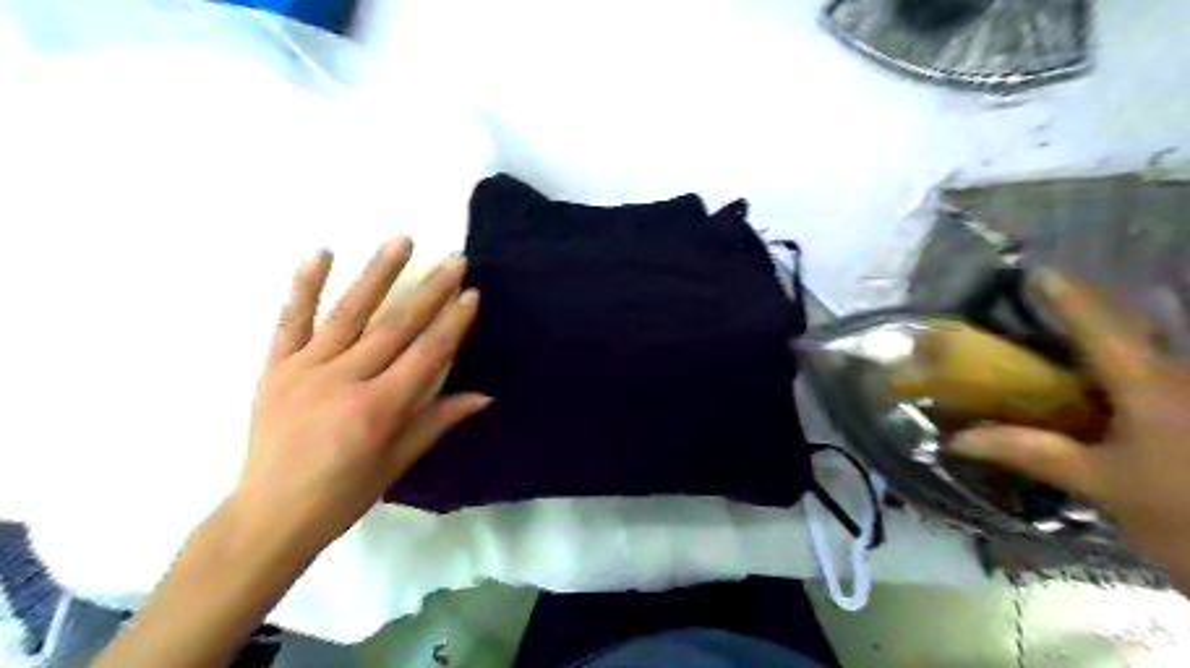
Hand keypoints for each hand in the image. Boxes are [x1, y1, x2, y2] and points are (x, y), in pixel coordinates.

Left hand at [237, 237, 487, 550]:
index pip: (426, 355)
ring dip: (378, 274)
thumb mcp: (399, 462)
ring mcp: (304, 370)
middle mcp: (343, 381)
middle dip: (430, 291)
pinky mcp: (274, 367)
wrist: (270, 515)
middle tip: (454, 260)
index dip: (452, 323)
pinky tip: (321, 253)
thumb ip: (439, 420)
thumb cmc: (344, 494)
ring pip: (348, 313)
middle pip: (395, 327)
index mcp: (378, 409)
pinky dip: (303, 285)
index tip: (472, 293)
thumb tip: (484, 395)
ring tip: (401, 240)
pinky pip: (290, 320)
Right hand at [954, 268, 1188, 587]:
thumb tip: (957, 439)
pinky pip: (1157, 378)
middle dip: (1089, 313)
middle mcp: (1179, 379)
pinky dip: (1123, 372)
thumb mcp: (1098, 484)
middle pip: (1132, 331)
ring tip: (1067, 340)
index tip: (1036, 272)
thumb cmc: (1182, 512)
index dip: (1067, 298)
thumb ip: (1029, 452)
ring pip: (1148, 355)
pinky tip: (1102, 386)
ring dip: (1109, 341)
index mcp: (1149, 388)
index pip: (1100, 329)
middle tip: (1046, 307)